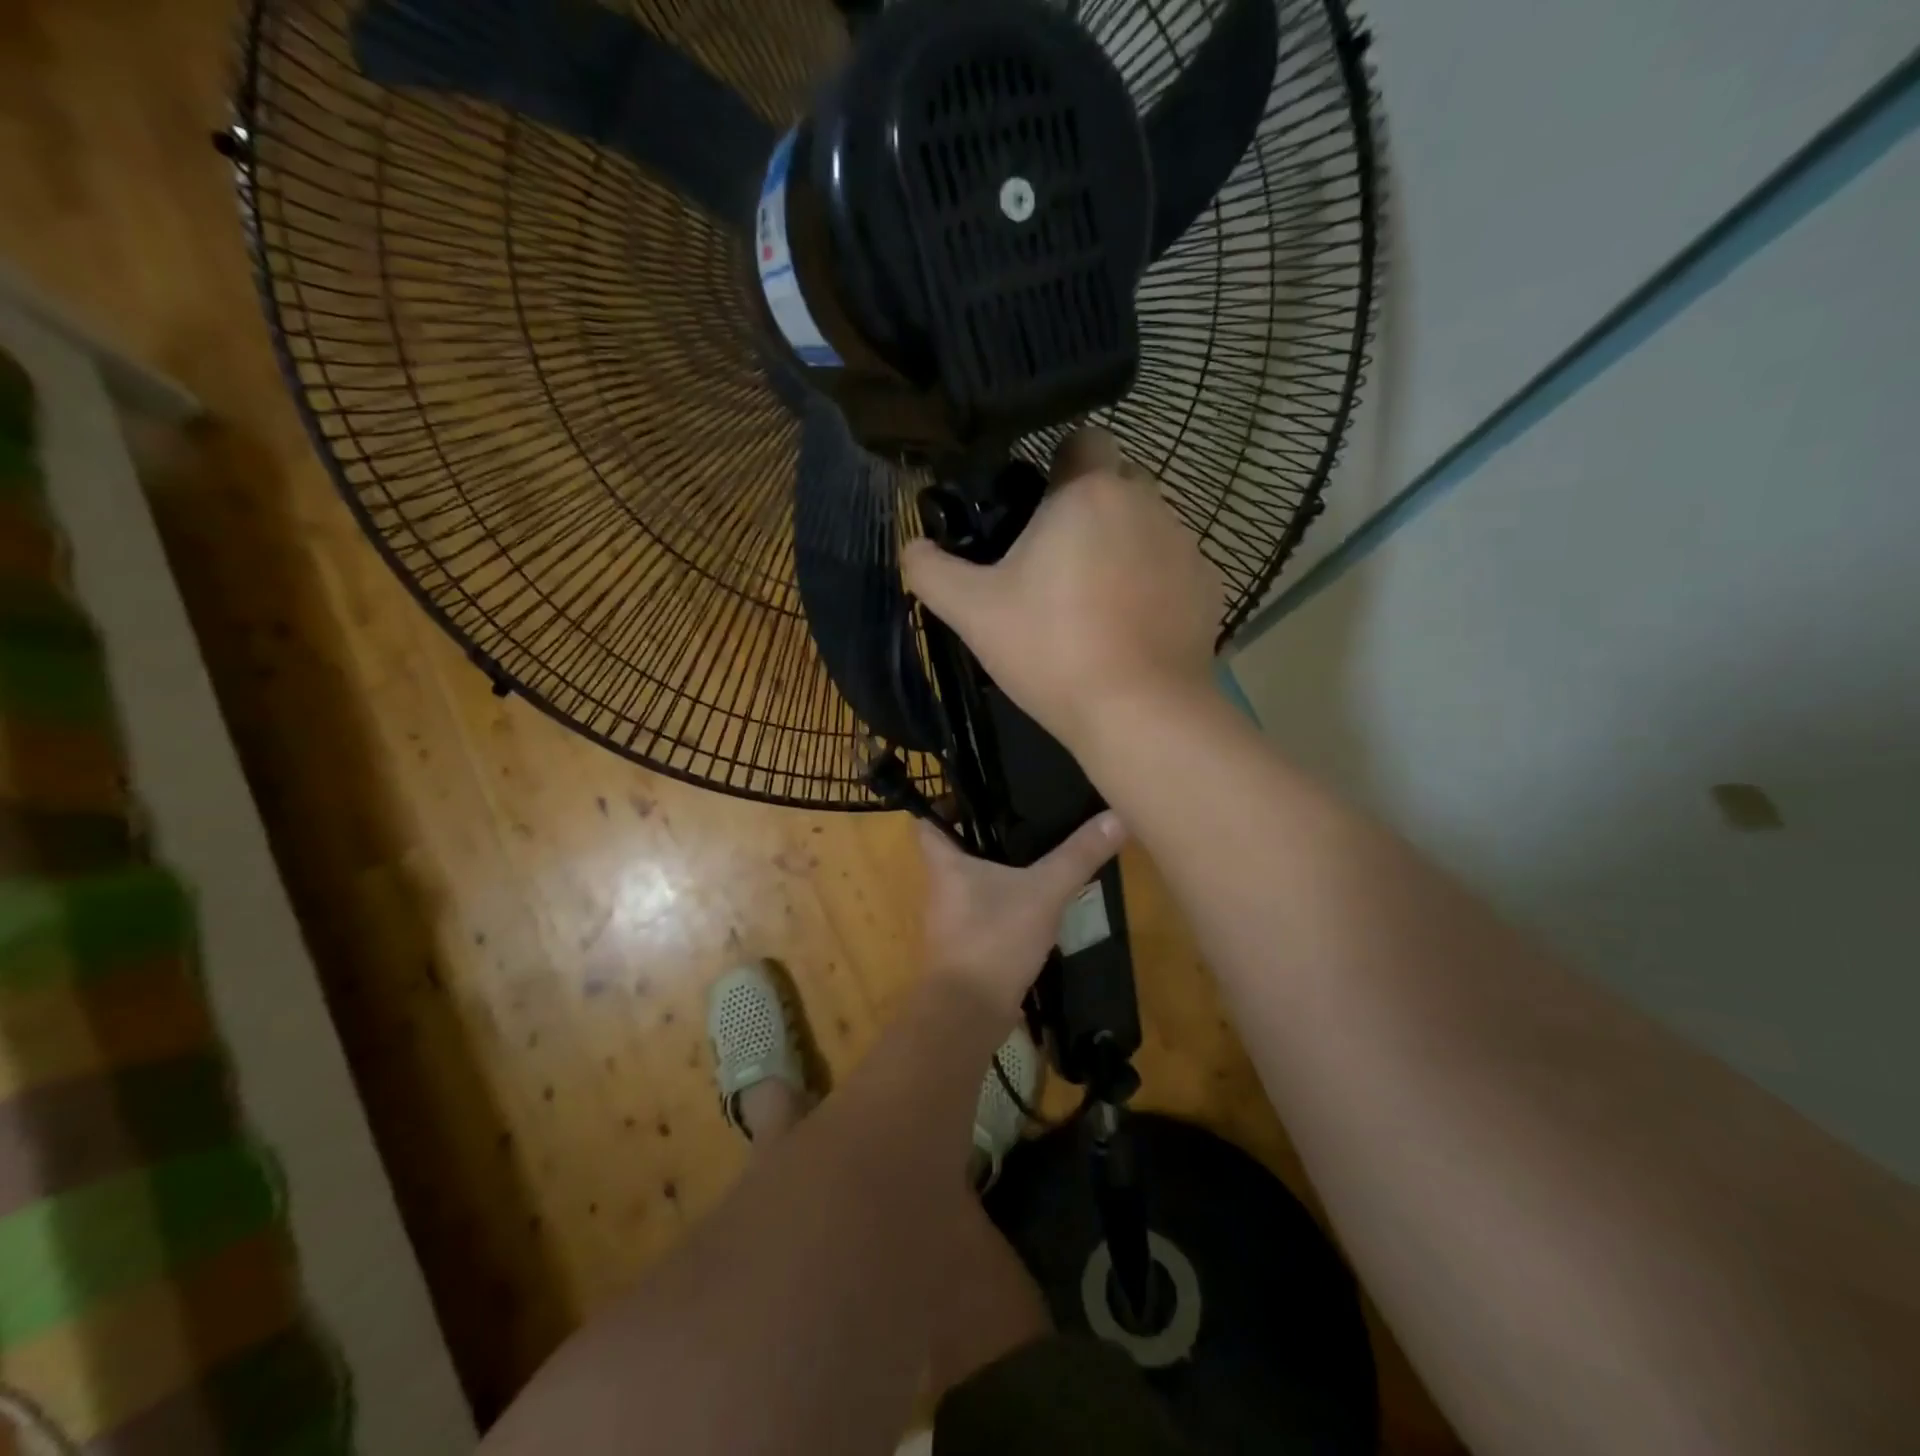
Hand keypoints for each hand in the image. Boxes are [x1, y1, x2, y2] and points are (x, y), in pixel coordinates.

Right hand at [900, 429, 1223, 757]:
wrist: (1138, 712)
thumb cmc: (1051, 650)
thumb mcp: (972, 612)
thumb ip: (931, 571)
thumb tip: (912, 547)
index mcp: (1089, 492)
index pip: (1083, 439)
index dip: (1056, 465)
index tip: (1035, 509)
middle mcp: (1147, 502)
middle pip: (1116, 483)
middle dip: (1088, 508)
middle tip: (1055, 563)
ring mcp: (1185, 545)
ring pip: (1146, 525)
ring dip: (1122, 546)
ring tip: (1095, 604)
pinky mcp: (1208, 587)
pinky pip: (1173, 568)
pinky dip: (1153, 585)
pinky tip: (1132, 628)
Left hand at [918, 812, 1126, 1016]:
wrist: (969, 1013)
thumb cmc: (993, 938)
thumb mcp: (1044, 891)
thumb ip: (1079, 856)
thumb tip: (1117, 816)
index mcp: (943, 862)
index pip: (926, 818)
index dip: (942, 799)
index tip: (972, 783)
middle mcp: (940, 885)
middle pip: (953, 845)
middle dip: (980, 827)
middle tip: (1017, 805)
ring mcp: (952, 917)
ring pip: (971, 878)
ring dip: (996, 863)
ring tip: (1033, 840)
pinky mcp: (968, 942)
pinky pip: (985, 907)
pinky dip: (1005, 896)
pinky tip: (1035, 892)